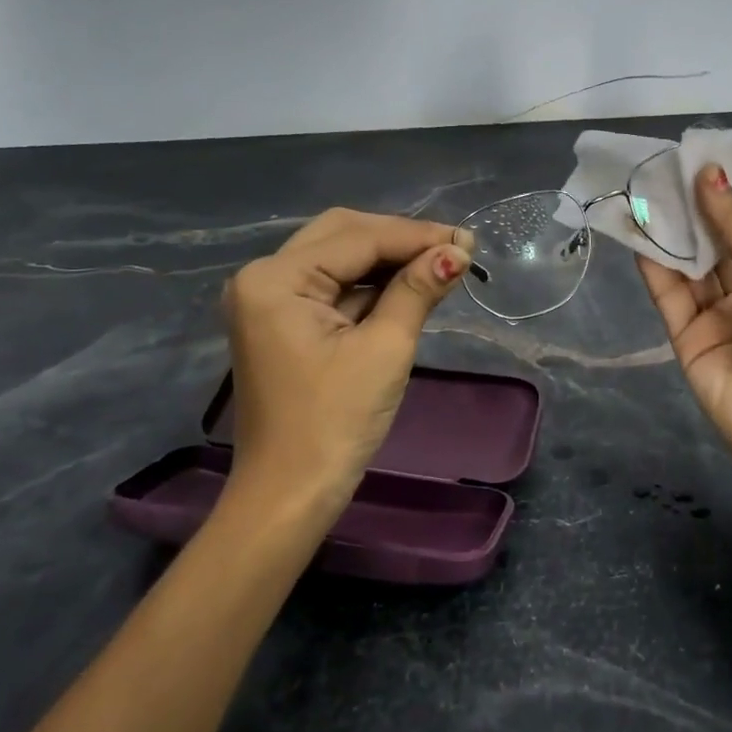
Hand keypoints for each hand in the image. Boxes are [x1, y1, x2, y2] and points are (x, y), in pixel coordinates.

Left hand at [221, 208, 473, 505]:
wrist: (289, 496)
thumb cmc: (335, 423)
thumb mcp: (384, 349)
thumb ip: (417, 290)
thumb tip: (457, 251)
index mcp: (276, 279)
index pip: (358, 238)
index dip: (417, 236)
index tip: (468, 241)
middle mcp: (263, 278)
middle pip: (342, 235)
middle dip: (400, 239)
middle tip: (454, 251)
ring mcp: (269, 301)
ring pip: (339, 258)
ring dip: (388, 260)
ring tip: (441, 265)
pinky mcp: (283, 323)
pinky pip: (333, 287)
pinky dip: (371, 285)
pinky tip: (409, 286)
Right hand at [636, 166, 731, 599]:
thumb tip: (709, 175)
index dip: (722, 199)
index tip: (695, 162)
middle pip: (712, 248)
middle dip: (689, 212)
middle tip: (660, 171)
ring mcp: (715, 320)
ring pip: (686, 269)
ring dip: (667, 233)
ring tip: (642, 192)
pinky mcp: (686, 341)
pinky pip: (669, 297)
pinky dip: (653, 266)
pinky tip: (638, 231)